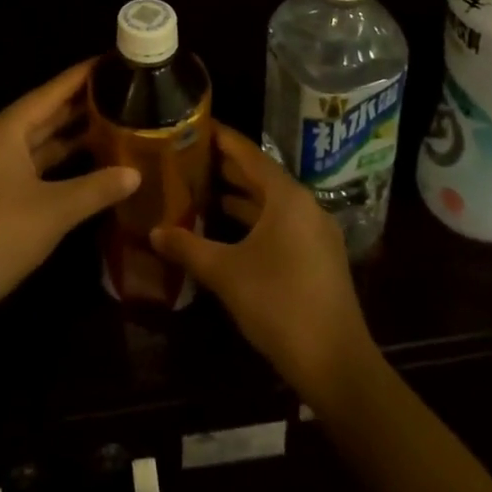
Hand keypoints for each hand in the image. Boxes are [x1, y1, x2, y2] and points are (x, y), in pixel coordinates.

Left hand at [0, 60, 140, 330]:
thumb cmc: (1, 233)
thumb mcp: (56, 209)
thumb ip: (97, 187)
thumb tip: (136, 172)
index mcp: (8, 128)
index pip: (52, 90)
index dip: (82, 75)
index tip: (113, 60)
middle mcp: (3, 139)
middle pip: (48, 111)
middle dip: (83, 102)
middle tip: (124, 90)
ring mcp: (0, 167)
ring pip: (44, 139)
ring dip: (75, 132)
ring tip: (117, 119)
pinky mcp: (3, 193)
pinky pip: (40, 163)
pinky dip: (65, 160)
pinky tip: (93, 161)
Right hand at [151, 122, 377, 403]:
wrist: (338, 367)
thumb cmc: (280, 305)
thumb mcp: (227, 273)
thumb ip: (189, 247)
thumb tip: (154, 232)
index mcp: (286, 197)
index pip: (248, 153)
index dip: (221, 137)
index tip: (195, 124)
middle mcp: (305, 205)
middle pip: (261, 175)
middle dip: (227, 166)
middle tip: (190, 157)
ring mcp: (316, 233)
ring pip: (272, 202)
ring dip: (241, 196)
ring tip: (204, 190)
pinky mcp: (319, 258)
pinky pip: (282, 223)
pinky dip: (256, 220)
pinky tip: (231, 230)